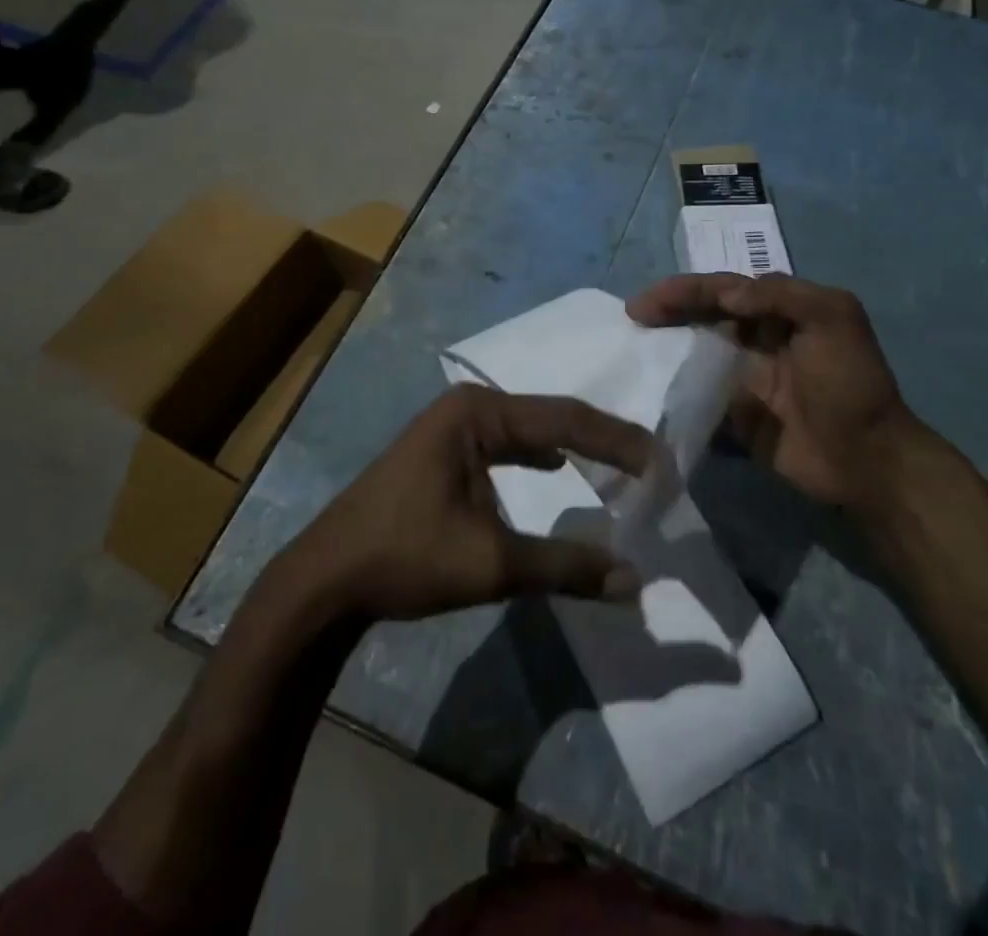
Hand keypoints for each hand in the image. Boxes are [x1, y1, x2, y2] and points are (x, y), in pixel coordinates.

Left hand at [288, 385, 652, 621]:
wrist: (325, 579)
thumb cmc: (406, 557)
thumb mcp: (492, 563)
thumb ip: (565, 566)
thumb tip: (634, 579)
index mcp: (479, 413)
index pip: (566, 419)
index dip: (617, 442)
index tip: (661, 463)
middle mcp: (468, 407)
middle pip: (549, 418)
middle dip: (599, 442)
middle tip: (648, 466)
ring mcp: (451, 428)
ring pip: (528, 431)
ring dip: (570, 449)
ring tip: (614, 467)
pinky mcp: (443, 452)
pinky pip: (505, 447)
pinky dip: (537, 459)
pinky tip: (553, 471)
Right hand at [627, 273, 915, 507]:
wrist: (866, 460)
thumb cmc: (849, 382)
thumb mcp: (831, 318)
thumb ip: (780, 294)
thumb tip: (725, 294)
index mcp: (779, 312)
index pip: (722, 290)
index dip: (683, 290)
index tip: (645, 302)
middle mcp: (756, 340)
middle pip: (702, 317)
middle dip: (667, 313)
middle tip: (631, 319)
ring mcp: (743, 379)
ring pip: (694, 355)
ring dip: (665, 350)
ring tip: (630, 351)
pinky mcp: (734, 416)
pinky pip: (697, 399)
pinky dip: (674, 394)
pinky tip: (647, 394)